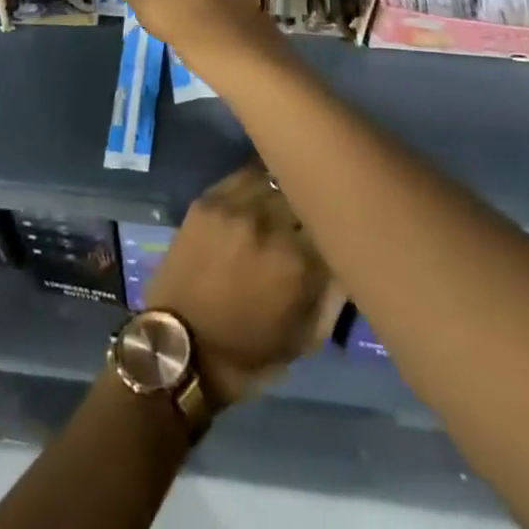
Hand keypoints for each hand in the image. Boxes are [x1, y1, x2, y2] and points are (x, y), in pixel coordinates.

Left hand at [145, 164, 342, 407]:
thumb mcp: (305, 339)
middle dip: (313, 205)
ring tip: (291, 194)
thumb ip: (335, 295)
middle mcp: (269, 224)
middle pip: (305, 195)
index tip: (340, 232)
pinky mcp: (209, 198)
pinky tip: (265, 187)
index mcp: (298, 262)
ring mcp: (235, 206)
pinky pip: (245, 174)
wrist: (178, 348)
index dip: (338, 228)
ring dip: (287, 188)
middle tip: (315, 213)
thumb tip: (351, 258)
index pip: (334, 224)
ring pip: (276, 177)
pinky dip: (260, 179)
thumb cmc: (247, 354)